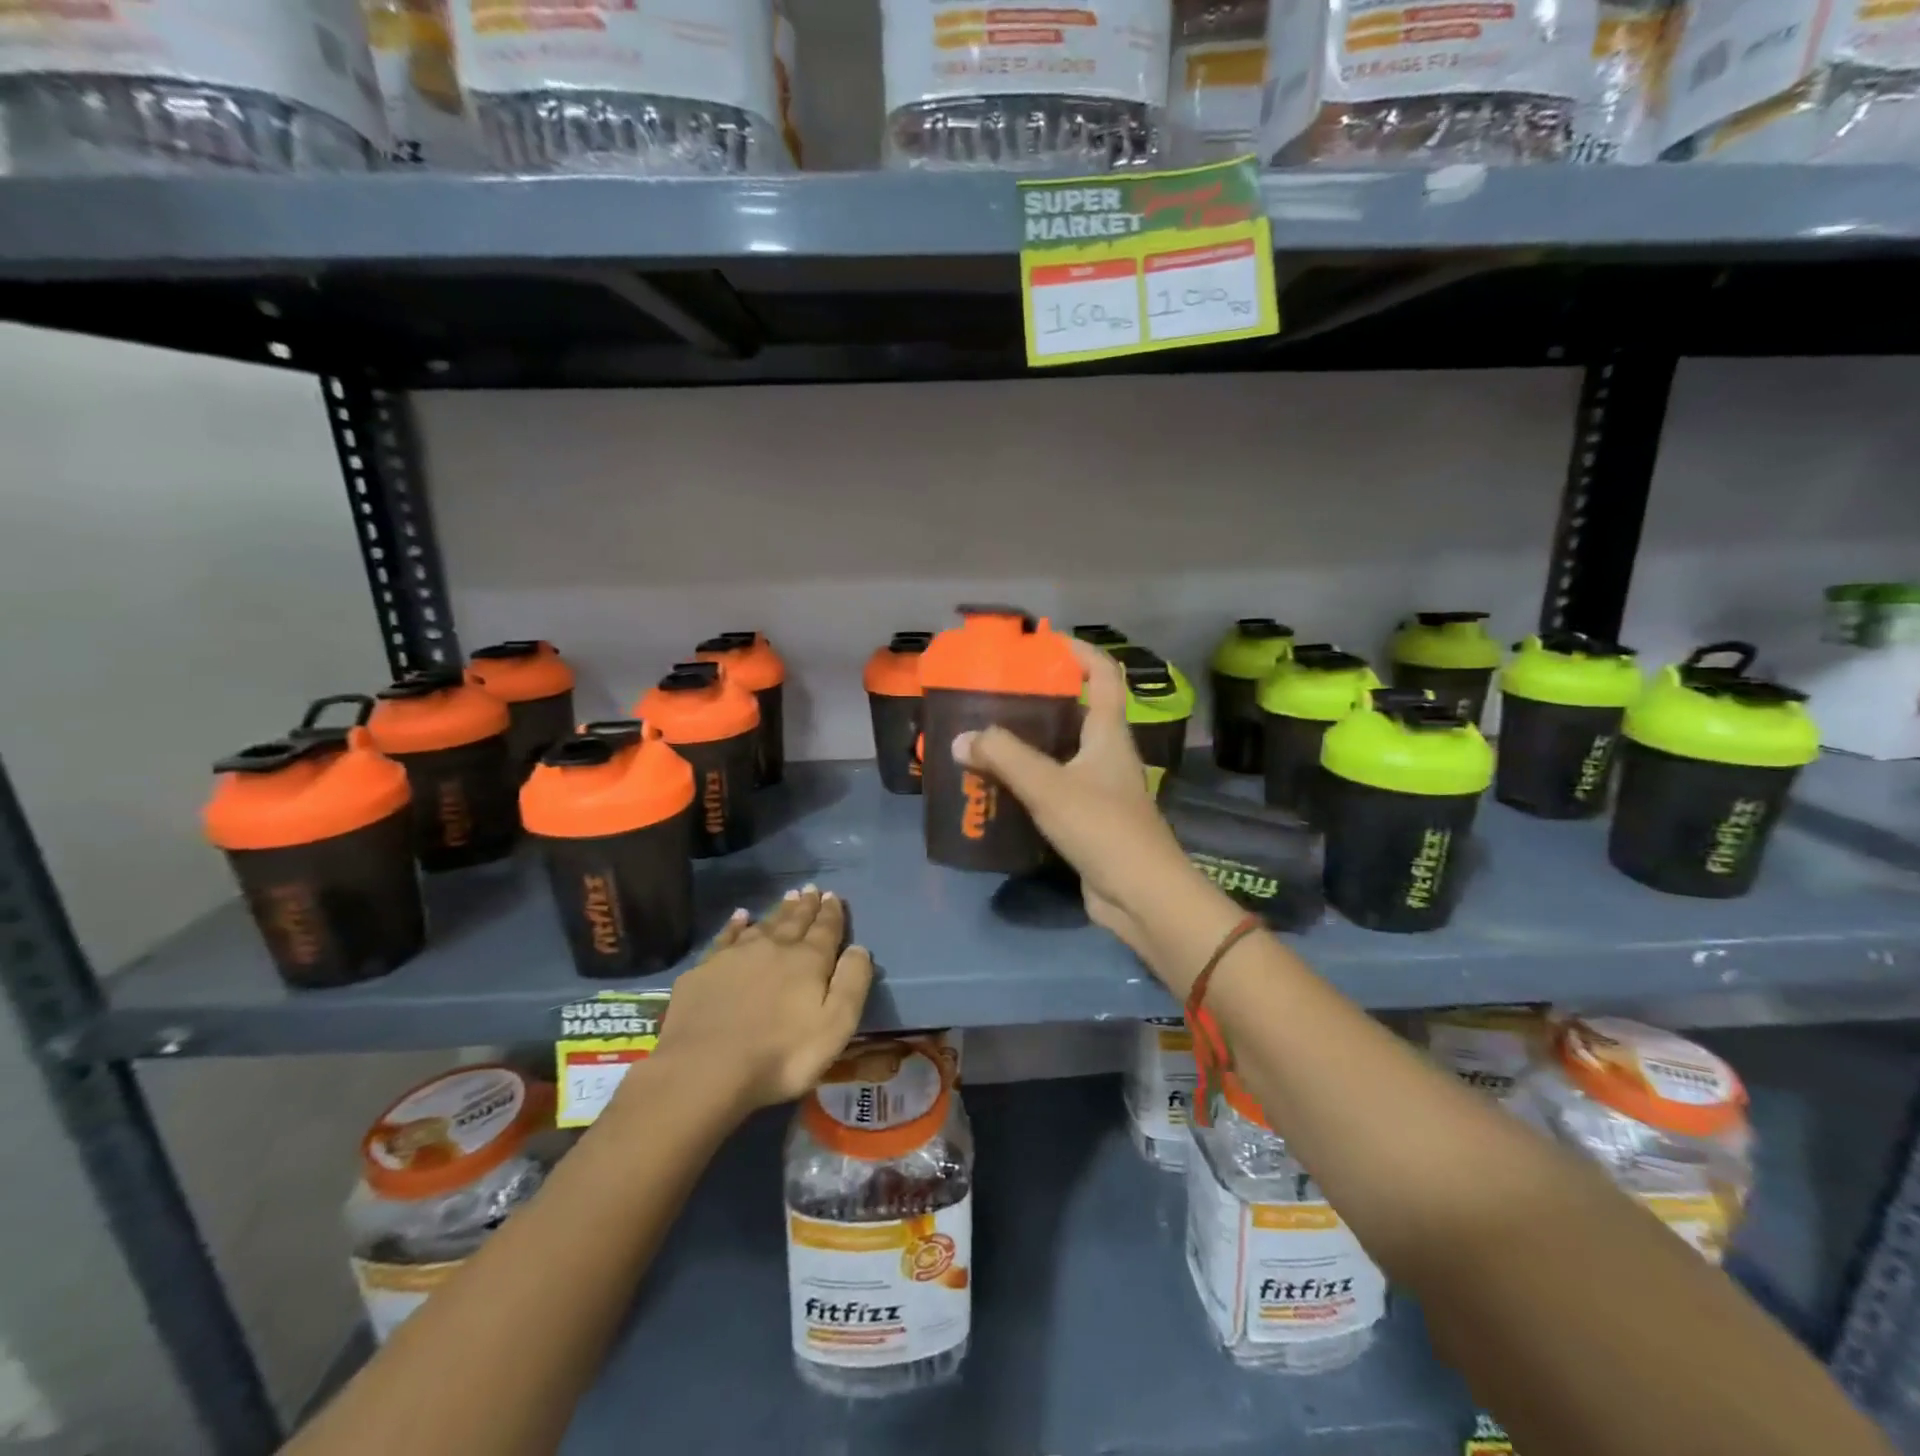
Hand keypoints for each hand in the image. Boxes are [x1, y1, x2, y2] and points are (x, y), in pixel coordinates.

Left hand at [650, 888, 873, 1112]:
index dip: (832, 913)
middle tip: (812, 889)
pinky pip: (726, 936)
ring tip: (788, 896)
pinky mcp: (705, 970)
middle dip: (807, 905)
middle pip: (795, 921)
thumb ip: (852, 984)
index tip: (834, 896)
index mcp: (808, 961)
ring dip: (779, 910)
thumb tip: (859, 948)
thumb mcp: (835, 1026)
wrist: (704, 1069)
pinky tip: (740, 916)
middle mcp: (774, 948)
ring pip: (765, 924)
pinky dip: (736, 924)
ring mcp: (736, 955)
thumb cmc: (781, 1055)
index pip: (826, 929)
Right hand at [954, 640, 1191, 957]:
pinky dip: (1028, 782)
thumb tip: (961, 738)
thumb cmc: (1102, 827)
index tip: (1042, 643)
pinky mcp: (1088, 819)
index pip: (1103, 674)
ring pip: (1061, 753)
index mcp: (1108, 733)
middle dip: (1039, 700)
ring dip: (1028, 744)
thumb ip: (1004, 758)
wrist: (1141, 895)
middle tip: (995, 696)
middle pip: (1076, 712)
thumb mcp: (1049, 786)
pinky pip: (1054, 788)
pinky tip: (997, 787)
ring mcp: (1099, 789)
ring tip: (986, 737)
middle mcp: (1106, 754)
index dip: (1079, 651)